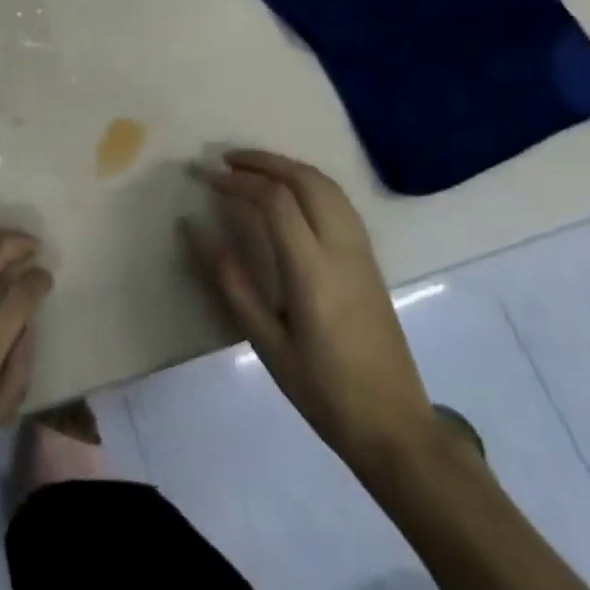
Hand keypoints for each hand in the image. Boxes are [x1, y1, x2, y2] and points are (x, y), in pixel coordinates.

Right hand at [184, 150, 437, 474]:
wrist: (395, 428)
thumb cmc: (324, 390)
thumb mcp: (267, 342)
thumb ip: (231, 280)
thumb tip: (193, 228)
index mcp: (312, 270)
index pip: (275, 199)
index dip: (239, 180)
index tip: (209, 179)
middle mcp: (341, 249)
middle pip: (305, 179)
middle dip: (264, 161)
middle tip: (227, 161)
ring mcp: (362, 252)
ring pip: (327, 185)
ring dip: (288, 166)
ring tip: (253, 169)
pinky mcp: (371, 260)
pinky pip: (340, 201)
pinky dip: (309, 182)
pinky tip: (290, 194)